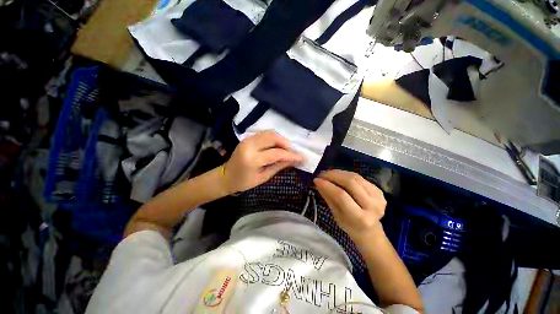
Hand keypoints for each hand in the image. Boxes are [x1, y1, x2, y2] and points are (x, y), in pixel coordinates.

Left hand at [222, 131, 302, 193]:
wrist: (226, 177)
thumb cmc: (244, 182)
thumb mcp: (263, 177)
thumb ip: (279, 166)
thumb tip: (294, 160)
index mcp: (252, 159)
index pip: (276, 153)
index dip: (291, 154)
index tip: (302, 157)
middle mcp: (249, 145)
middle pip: (273, 137)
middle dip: (286, 143)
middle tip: (293, 151)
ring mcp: (247, 139)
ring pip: (269, 133)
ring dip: (280, 139)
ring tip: (286, 149)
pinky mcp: (247, 138)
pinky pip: (264, 134)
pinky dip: (273, 138)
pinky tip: (277, 145)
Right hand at [314, 170, 386, 241]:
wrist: (369, 229)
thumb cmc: (349, 225)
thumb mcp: (335, 214)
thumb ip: (328, 197)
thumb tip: (318, 181)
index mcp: (360, 218)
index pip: (342, 196)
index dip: (328, 185)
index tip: (316, 180)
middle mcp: (373, 206)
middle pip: (350, 183)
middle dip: (333, 175)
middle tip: (321, 174)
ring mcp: (378, 197)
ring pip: (355, 177)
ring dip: (339, 173)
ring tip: (327, 173)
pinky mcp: (379, 190)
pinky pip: (359, 177)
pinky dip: (346, 174)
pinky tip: (338, 175)